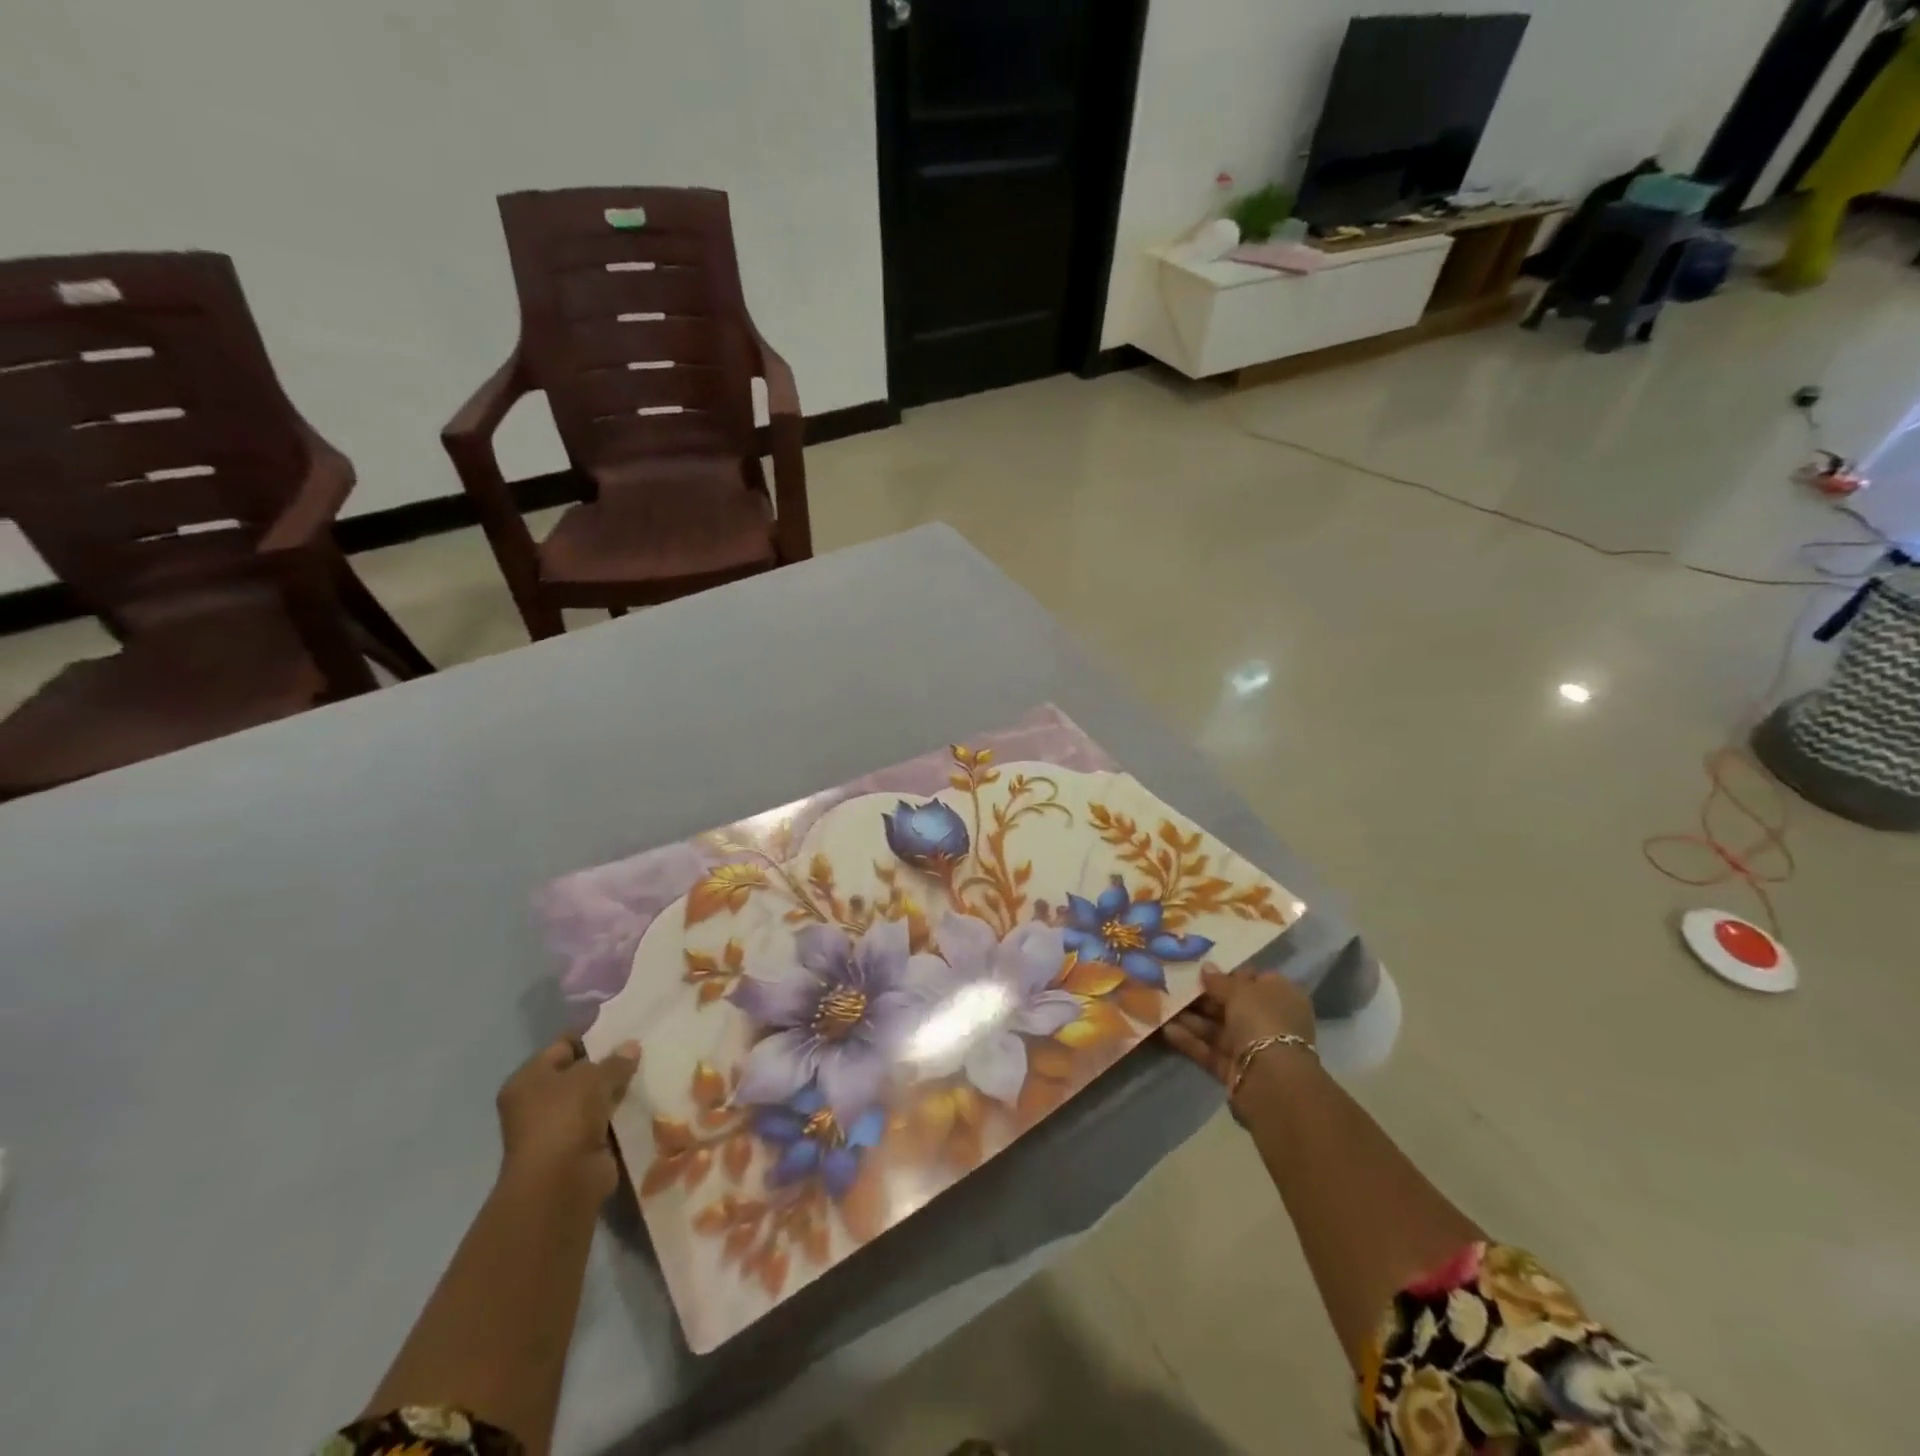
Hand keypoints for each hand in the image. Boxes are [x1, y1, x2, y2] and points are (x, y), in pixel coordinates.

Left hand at [496, 1036, 639, 1198]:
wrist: (560, 1183)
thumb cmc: (565, 1117)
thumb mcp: (594, 1077)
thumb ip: (615, 1060)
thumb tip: (631, 1047)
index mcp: (529, 1079)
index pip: (564, 1045)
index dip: (593, 1035)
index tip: (625, 1027)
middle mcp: (538, 1102)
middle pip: (580, 1073)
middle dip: (609, 1064)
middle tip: (644, 1048)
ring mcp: (558, 1128)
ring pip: (595, 1098)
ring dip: (618, 1090)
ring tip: (652, 1069)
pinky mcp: (579, 1148)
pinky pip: (605, 1122)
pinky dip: (622, 1114)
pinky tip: (647, 1098)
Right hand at [1164, 965, 1315, 1086]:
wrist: (1271, 1080)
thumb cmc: (1262, 1021)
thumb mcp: (1240, 991)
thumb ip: (1220, 980)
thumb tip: (1206, 967)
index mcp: (1281, 996)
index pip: (1254, 980)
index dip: (1228, 974)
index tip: (1201, 970)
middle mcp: (1270, 1021)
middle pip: (1233, 1005)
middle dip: (1204, 998)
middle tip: (1174, 987)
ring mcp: (1254, 1048)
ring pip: (1218, 1029)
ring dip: (1192, 1019)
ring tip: (1163, 1007)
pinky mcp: (1237, 1070)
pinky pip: (1211, 1051)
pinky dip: (1191, 1041)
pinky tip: (1167, 1030)